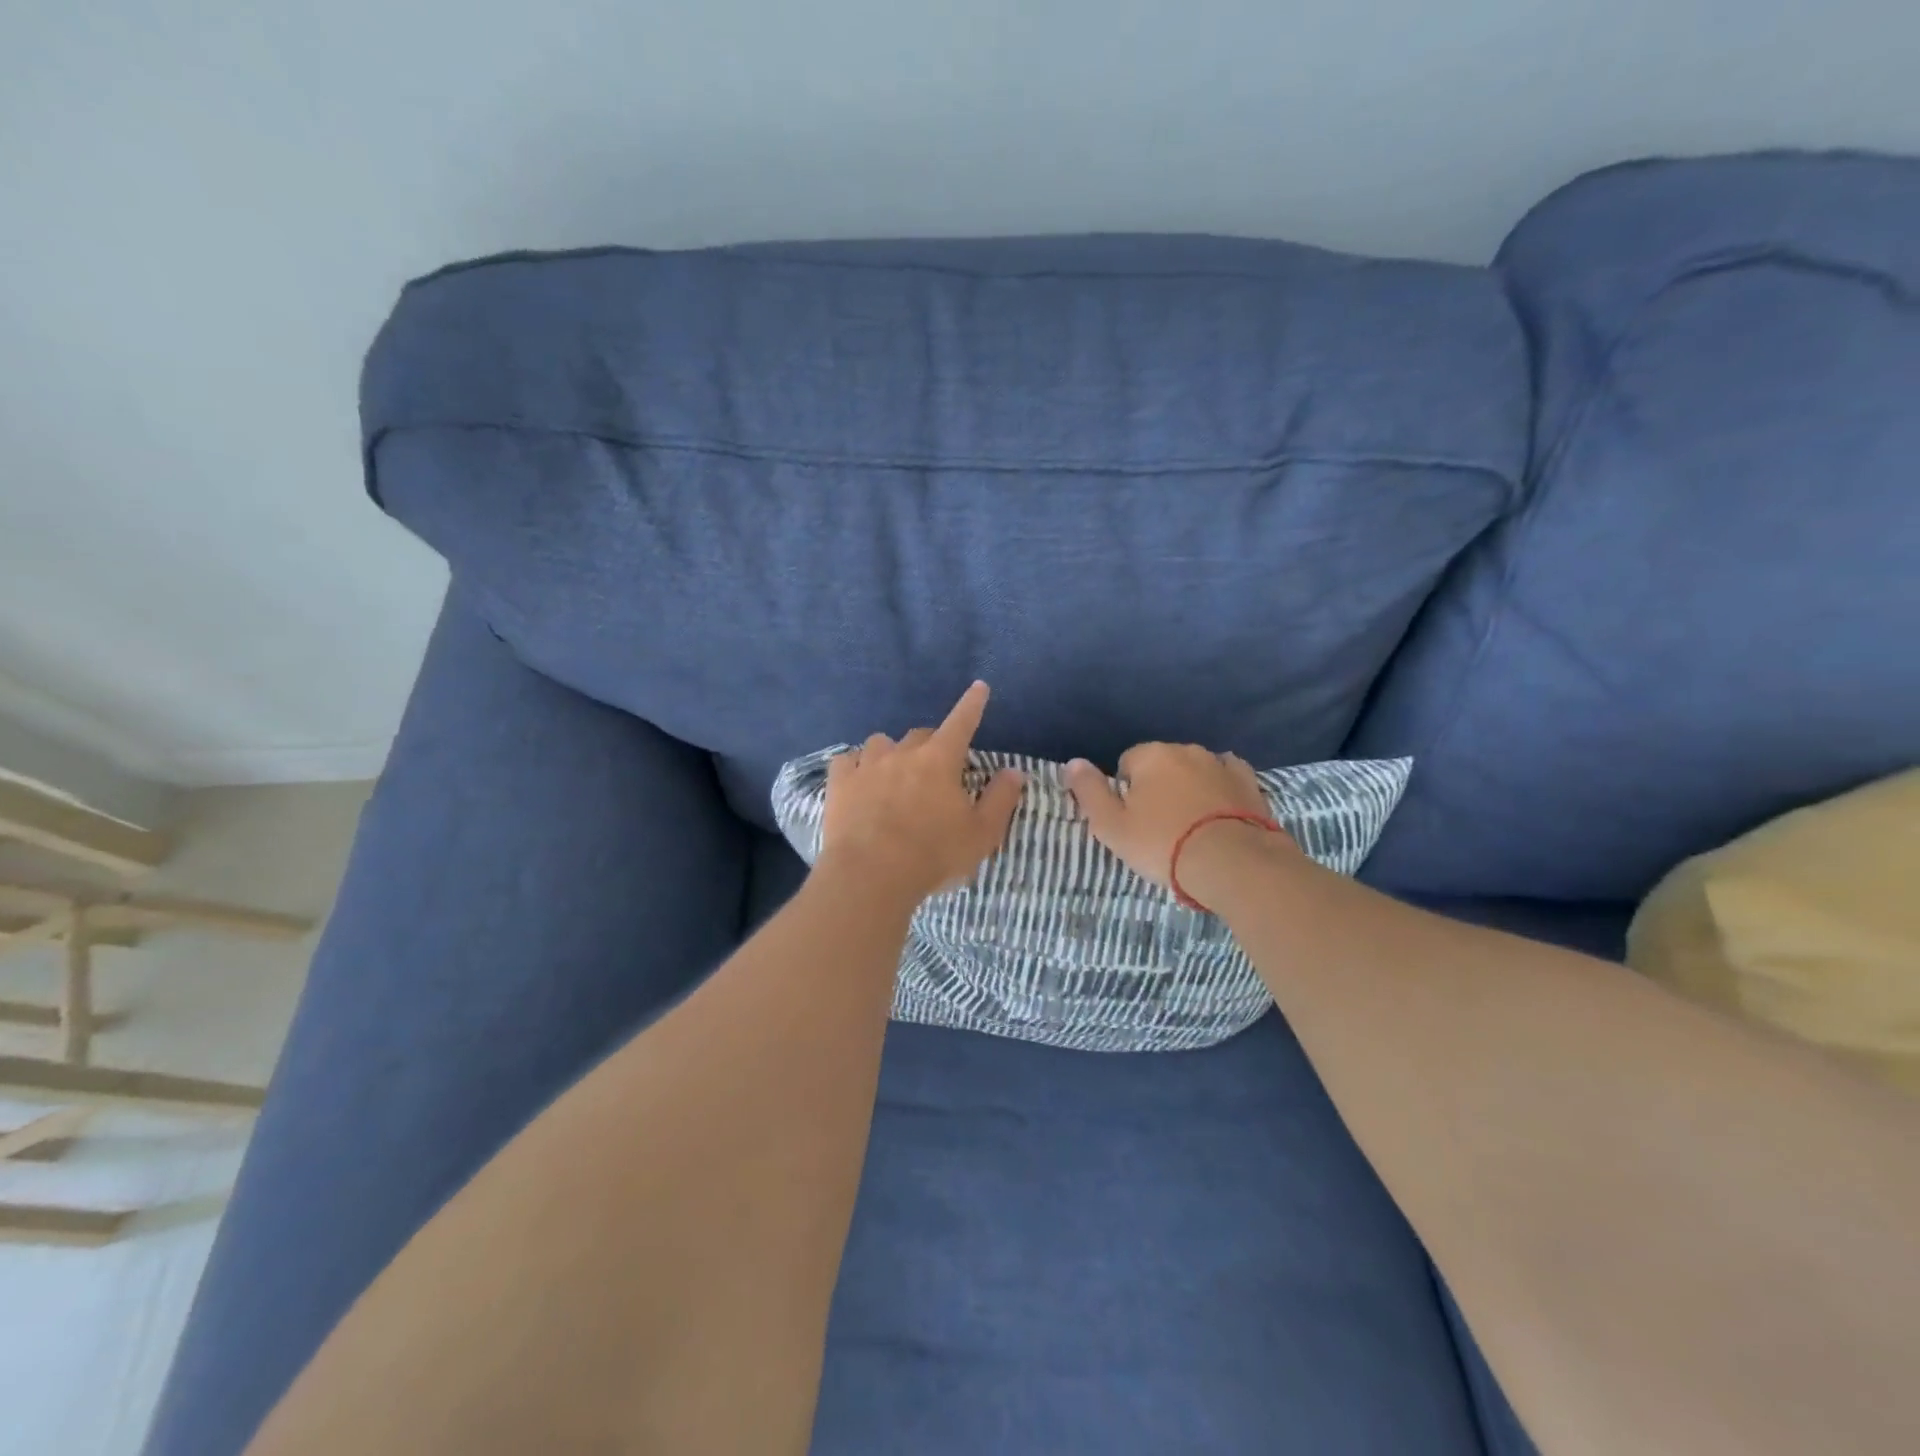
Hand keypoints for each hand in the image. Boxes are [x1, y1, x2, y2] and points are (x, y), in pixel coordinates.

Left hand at [818, 681, 1026, 904]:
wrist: (871, 875)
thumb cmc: (934, 855)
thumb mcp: (981, 834)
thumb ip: (1000, 800)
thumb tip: (1014, 771)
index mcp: (941, 760)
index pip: (962, 722)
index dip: (972, 704)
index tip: (979, 688)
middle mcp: (903, 753)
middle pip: (920, 734)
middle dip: (931, 745)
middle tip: (935, 769)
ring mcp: (867, 765)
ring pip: (881, 743)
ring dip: (891, 753)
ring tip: (893, 774)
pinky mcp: (839, 783)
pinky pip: (847, 760)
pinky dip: (856, 766)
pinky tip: (858, 780)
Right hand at [1065, 743, 1295, 894]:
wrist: (1231, 862)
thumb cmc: (1162, 843)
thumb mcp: (1111, 825)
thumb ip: (1088, 791)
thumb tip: (1072, 762)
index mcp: (1151, 755)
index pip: (1126, 764)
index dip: (1126, 793)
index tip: (1133, 821)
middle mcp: (1186, 750)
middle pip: (1162, 765)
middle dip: (1158, 787)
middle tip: (1160, 827)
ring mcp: (1221, 764)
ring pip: (1195, 770)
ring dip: (1189, 788)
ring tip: (1192, 826)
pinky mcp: (1249, 782)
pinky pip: (1227, 777)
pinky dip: (1221, 789)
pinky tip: (1219, 812)